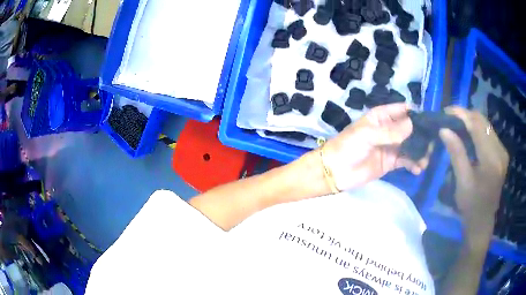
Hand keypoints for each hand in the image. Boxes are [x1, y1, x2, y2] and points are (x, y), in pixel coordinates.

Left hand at [322, 103, 428, 191]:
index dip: (416, 113)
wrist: (336, 171)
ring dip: (420, 151)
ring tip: (426, 159)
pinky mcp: (391, 162)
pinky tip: (418, 169)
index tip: (430, 120)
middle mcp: (389, 129)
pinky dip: (413, 164)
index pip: (402, 110)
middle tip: (433, 142)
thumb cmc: (349, 147)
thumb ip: (391, 131)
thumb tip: (413, 124)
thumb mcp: (368, 135)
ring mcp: (391, 146)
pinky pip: (406, 161)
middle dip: (422, 134)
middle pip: (410, 128)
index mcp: (382, 116)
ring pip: (411, 145)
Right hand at [439, 107, 508, 239]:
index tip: (446, 111)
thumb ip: (456, 153)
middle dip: (466, 115)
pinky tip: (469, 134)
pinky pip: (489, 133)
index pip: (477, 126)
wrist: (482, 221)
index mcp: (491, 160)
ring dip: (471, 121)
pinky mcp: (502, 153)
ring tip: (458, 124)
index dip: (462, 114)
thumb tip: (444, 129)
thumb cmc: (471, 206)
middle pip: (483, 122)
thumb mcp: (462, 182)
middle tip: (450, 118)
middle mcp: (500, 151)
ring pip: (486, 125)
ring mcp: (502, 151)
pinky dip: (478, 129)